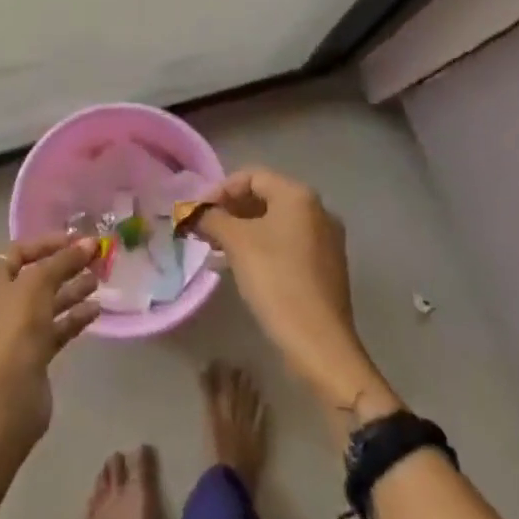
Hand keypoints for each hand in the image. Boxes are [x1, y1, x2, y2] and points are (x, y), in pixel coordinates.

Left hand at [0, 235, 100, 451]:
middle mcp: (0, 302)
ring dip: (72, 290)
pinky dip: (73, 318)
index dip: (49, 243)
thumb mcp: (38, 283)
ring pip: (47, 303)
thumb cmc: (15, 328)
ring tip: (100, 279)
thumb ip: (64, 260)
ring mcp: (15, 331)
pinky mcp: (31, 355)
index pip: (20, 251)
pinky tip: (96, 310)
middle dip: (65, 266)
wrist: (5, 397)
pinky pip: (55, 328)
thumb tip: (89, 242)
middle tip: (96, 258)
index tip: (79, 239)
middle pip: (36, 276)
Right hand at [196, 169, 395, 417]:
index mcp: (298, 196)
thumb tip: (192, 212)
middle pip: (265, 197)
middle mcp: (317, 210)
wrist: (319, 342)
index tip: (197, 212)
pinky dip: (261, 247)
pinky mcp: (326, 266)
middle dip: (230, 211)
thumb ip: (211, 219)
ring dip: (242, 230)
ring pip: (275, 223)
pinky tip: (240, 267)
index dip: (220, 190)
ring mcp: (325, 239)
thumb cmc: (276, 281)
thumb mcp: (237, 243)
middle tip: (203, 230)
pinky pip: (287, 244)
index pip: (252, 176)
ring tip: (215, 250)